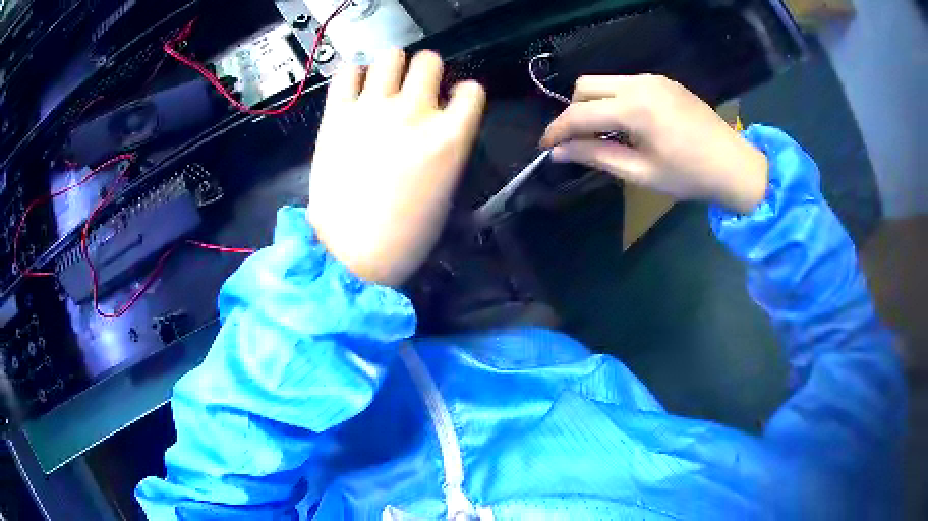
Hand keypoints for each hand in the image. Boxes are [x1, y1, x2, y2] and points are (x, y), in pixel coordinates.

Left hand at [308, 49, 485, 285]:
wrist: (351, 255)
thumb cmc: (406, 236)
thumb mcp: (446, 190)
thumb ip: (448, 146)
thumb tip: (439, 124)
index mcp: (449, 137)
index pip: (471, 90)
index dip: (463, 94)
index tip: (454, 101)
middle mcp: (414, 113)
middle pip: (430, 61)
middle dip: (428, 71)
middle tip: (416, 87)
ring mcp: (372, 110)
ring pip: (391, 56)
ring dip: (393, 66)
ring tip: (385, 82)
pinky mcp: (337, 115)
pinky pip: (347, 73)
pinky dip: (354, 75)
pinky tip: (356, 88)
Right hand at [540, 75, 767, 213]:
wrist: (734, 165)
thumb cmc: (689, 176)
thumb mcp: (640, 173)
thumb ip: (596, 157)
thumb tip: (559, 152)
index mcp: (635, 109)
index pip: (579, 113)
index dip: (557, 131)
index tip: (545, 147)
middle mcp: (640, 83)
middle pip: (585, 86)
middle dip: (573, 112)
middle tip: (578, 141)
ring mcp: (653, 79)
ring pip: (604, 82)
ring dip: (593, 104)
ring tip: (603, 133)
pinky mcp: (663, 81)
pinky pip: (625, 83)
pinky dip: (614, 100)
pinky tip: (627, 123)